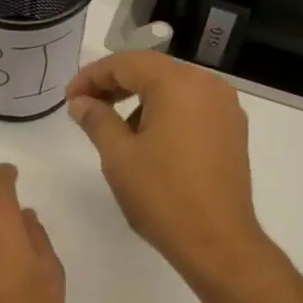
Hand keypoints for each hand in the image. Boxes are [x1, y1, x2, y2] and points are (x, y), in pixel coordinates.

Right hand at [65, 52, 264, 285]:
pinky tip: (150, 142)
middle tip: (86, 108)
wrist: (216, 239)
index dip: (93, 76)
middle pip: (154, 71)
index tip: (70, 99)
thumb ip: (97, 121)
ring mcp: (226, 108)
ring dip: (141, 101)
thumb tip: (81, 102)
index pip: (127, 63)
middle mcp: (208, 85)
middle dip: (116, 85)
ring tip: (116, 130)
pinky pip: (193, 109)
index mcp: (178, 84)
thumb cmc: (161, 196)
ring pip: (175, 89)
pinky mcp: (232, 132)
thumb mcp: (118, 157)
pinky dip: (166, 114)